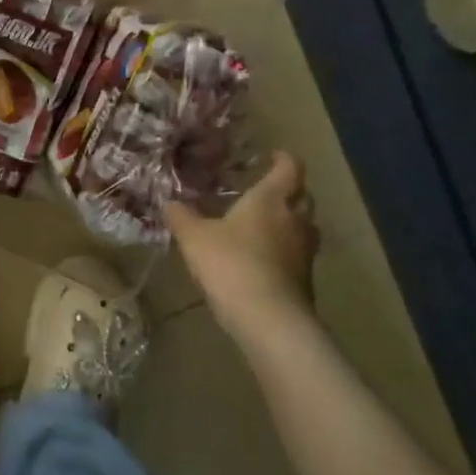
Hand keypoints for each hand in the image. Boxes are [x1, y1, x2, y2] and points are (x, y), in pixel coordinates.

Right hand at [166, 152, 319, 345]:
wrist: (269, 319)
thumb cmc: (231, 264)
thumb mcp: (194, 237)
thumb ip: (181, 216)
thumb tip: (170, 202)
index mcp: (271, 199)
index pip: (289, 168)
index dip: (282, 159)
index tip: (272, 156)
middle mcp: (294, 219)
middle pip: (303, 196)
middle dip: (288, 191)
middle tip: (265, 192)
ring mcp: (305, 251)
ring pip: (304, 226)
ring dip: (289, 222)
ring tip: (264, 226)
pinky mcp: (305, 279)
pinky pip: (298, 254)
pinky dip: (285, 251)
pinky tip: (262, 259)